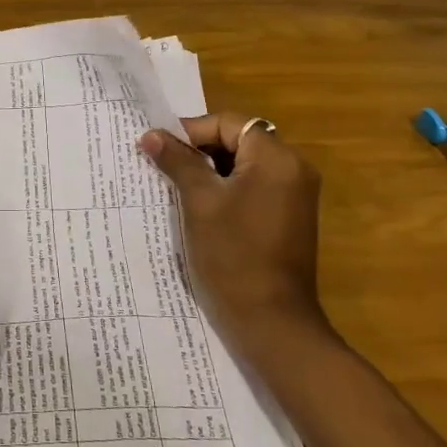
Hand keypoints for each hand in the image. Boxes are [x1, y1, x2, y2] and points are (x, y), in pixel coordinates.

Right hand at [140, 112, 330, 362]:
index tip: (158, 148)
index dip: (191, 131)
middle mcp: (293, 169)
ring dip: (210, 170)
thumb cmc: (233, 255)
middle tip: (162, 165)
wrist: (271, 322)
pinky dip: (226, 189)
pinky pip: (253, 187)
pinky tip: (198, 207)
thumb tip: (151, 134)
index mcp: (277, 158)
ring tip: (174, 185)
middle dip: (198, 150)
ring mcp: (294, 195)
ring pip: (243, 165)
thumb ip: (178, 162)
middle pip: (238, 140)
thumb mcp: (199, 202)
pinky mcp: (288, 217)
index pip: (228, 123)